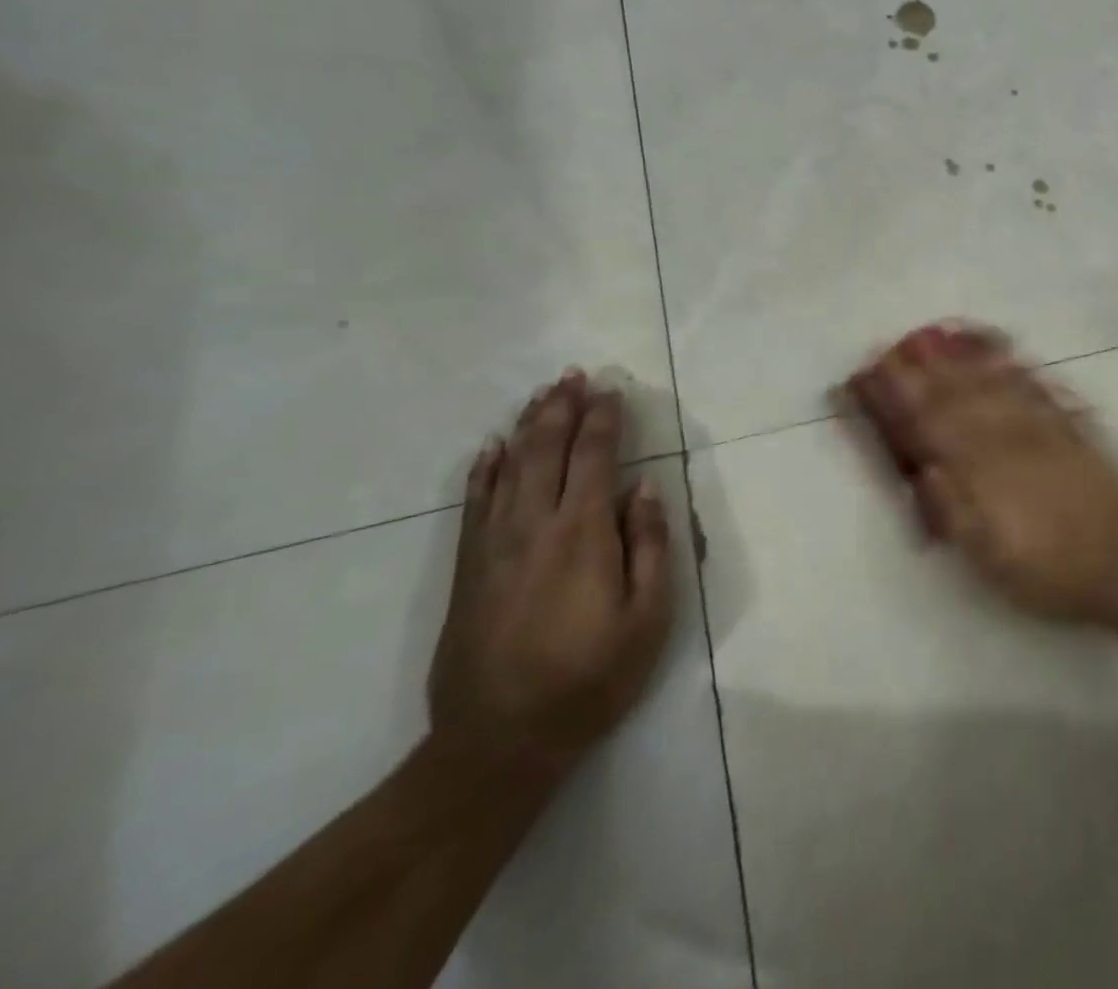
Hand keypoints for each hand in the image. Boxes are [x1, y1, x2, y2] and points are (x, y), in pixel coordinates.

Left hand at [428, 370, 674, 770]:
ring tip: (541, 395)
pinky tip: (490, 448)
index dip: (603, 418)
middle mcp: (534, 525)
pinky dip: (482, 470)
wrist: (499, 742)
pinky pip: (473, 504)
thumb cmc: (590, 678)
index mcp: (583, 533)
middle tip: (572, 375)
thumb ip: (649, 545)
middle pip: (545, 450)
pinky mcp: (468, 569)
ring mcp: (494, 545)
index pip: (593, 457)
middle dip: (561, 408)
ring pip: (508, 467)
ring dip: (526, 426)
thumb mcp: (648, 618)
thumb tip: (644, 487)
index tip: (612, 390)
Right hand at [844, 324, 1117, 627]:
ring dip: (959, 357)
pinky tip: (997, 349)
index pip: (931, 426)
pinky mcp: (1067, 426)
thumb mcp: (991, 559)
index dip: (900, 399)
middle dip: (921, 369)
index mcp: (983, 474)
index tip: (873, 376)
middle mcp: (1007, 440)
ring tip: (934, 333)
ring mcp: (1040, 428)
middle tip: (894, 345)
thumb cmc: (1050, 573)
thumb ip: (955, 510)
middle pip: (956, 396)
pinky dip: (1009, 363)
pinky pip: (1032, 384)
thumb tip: (924, 467)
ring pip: (991, 382)